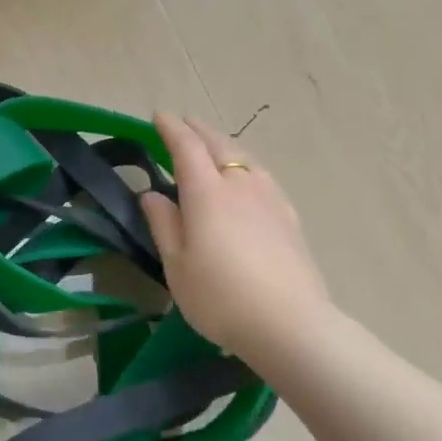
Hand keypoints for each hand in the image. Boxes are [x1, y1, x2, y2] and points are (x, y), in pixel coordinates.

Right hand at [141, 114, 329, 371]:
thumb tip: (151, 194)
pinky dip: (245, 165)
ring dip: (225, 144)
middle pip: (220, 145)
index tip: (159, 117)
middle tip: (183, 124)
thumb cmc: (220, 297)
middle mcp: (241, 185)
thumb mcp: (176, 266)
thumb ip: (163, 225)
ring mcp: (270, 199)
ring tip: (213, 146)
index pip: (186, 148)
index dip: (171, 129)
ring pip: (246, 158)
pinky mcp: (289, 217)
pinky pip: (262, 176)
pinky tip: (246, 179)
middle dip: (199, 130)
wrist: (288, 324)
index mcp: (208, 194)